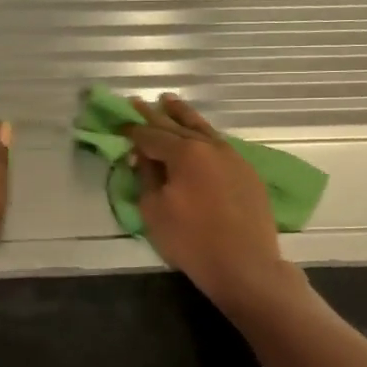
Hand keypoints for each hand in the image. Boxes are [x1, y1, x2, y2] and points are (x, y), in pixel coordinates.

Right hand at [127, 94, 295, 311]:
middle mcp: (210, 146)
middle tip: (137, 102)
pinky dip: (203, 135)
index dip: (132, 131)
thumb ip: (146, 177)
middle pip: (177, 125)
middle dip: (154, 115)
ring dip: (183, 115)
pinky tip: (198, 134)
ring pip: (203, 129)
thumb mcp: (155, 211)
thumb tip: (143, 156)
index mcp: (184, 152)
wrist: (245, 265)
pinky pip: (219, 144)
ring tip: (169, 102)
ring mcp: (233, 157)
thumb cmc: (192, 241)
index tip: (119, 126)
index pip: (151, 136)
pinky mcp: (247, 172)